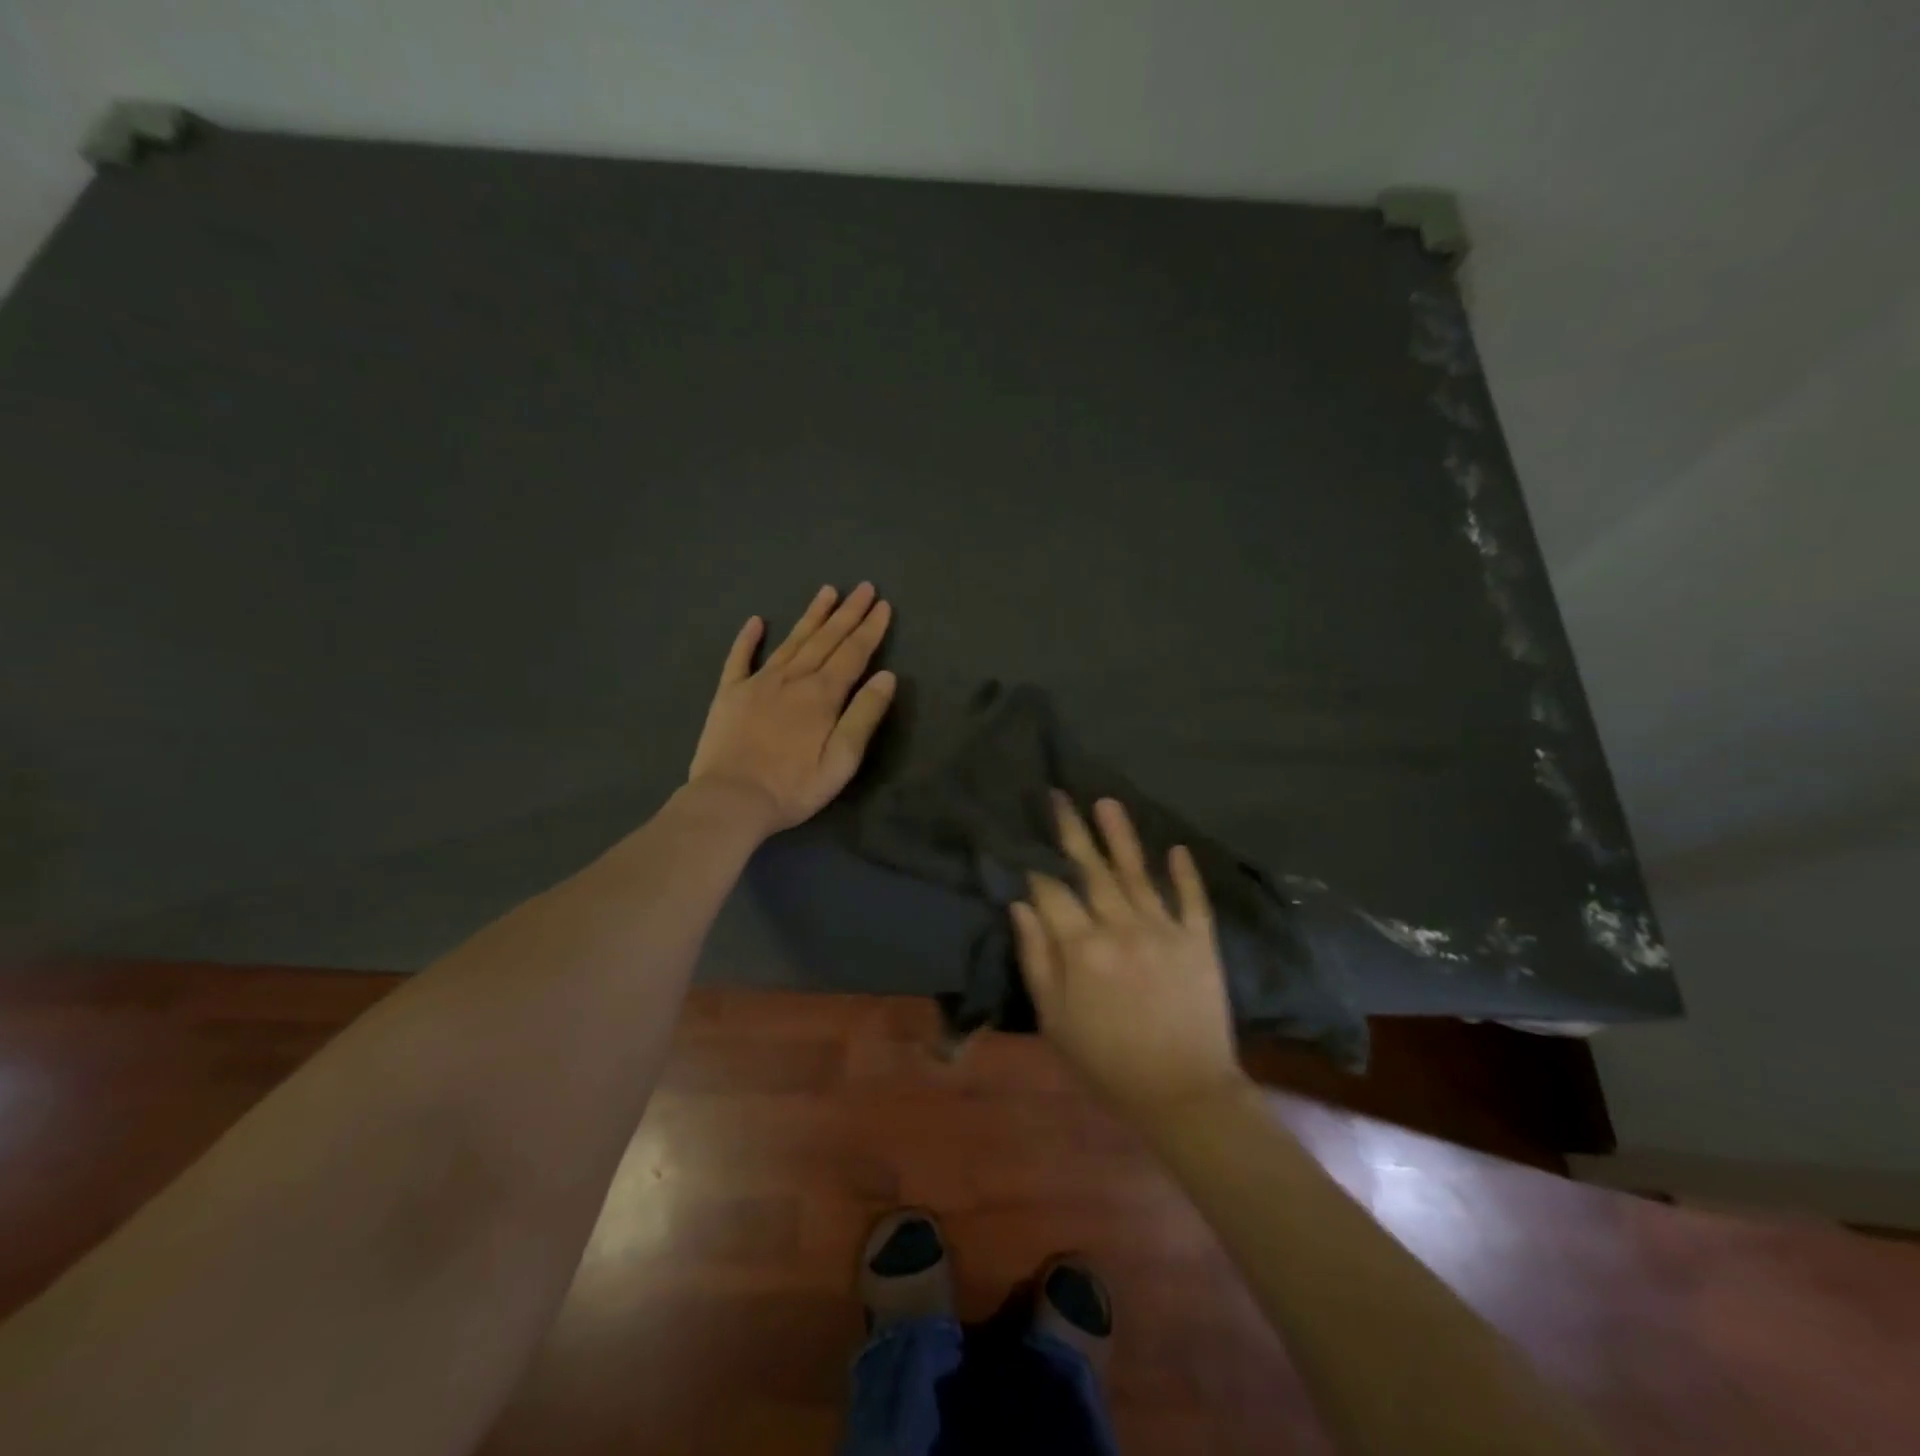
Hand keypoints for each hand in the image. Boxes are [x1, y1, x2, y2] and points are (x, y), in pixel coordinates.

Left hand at [687, 583, 896, 834]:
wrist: (730, 799)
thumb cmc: (793, 787)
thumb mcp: (841, 760)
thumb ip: (864, 716)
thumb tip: (886, 676)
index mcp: (822, 695)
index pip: (853, 653)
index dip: (870, 629)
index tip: (882, 605)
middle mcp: (792, 679)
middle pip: (825, 639)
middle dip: (847, 613)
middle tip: (863, 586)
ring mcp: (757, 683)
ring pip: (791, 641)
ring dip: (811, 616)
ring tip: (826, 592)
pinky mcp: (729, 694)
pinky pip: (739, 658)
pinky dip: (748, 638)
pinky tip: (756, 621)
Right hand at [1011, 795, 1249, 1119]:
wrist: (1183, 1093)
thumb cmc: (1107, 1062)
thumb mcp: (1055, 1020)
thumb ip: (1036, 959)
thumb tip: (1020, 905)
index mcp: (1082, 948)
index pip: (1052, 891)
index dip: (1034, 866)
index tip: (1023, 840)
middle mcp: (1122, 927)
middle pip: (1091, 870)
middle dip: (1072, 831)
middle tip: (1059, 796)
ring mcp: (1165, 929)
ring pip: (1137, 872)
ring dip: (1121, 836)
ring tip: (1106, 802)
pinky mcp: (1199, 941)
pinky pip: (1191, 899)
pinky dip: (1185, 873)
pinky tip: (1177, 848)